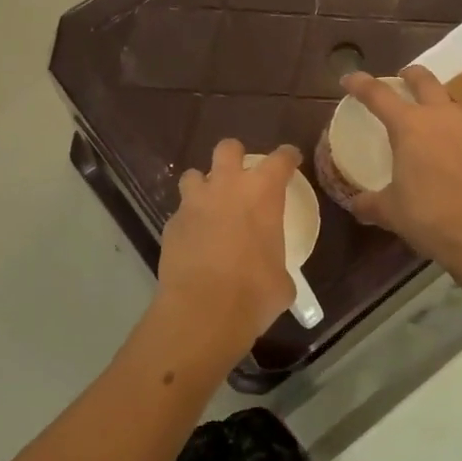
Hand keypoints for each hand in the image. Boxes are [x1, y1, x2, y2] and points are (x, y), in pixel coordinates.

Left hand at [156, 139, 299, 354]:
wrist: (203, 311)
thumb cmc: (254, 292)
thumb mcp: (281, 280)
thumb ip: (277, 264)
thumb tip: (274, 276)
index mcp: (263, 193)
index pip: (280, 159)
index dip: (288, 157)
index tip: (291, 160)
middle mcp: (227, 187)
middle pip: (228, 149)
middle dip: (234, 155)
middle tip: (240, 174)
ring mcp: (194, 204)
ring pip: (194, 175)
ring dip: (203, 185)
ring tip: (209, 204)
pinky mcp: (170, 225)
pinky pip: (180, 212)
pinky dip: (188, 221)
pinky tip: (194, 240)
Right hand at [340, 66, 461, 273]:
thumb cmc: (429, 216)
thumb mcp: (391, 211)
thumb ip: (371, 203)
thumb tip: (357, 204)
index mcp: (410, 125)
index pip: (378, 94)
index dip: (360, 84)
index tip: (348, 79)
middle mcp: (442, 115)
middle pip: (424, 80)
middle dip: (409, 75)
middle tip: (401, 79)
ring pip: (452, 99)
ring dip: (438, 100)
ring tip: (431, 116)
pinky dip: (457, 127)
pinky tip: (454, 146)